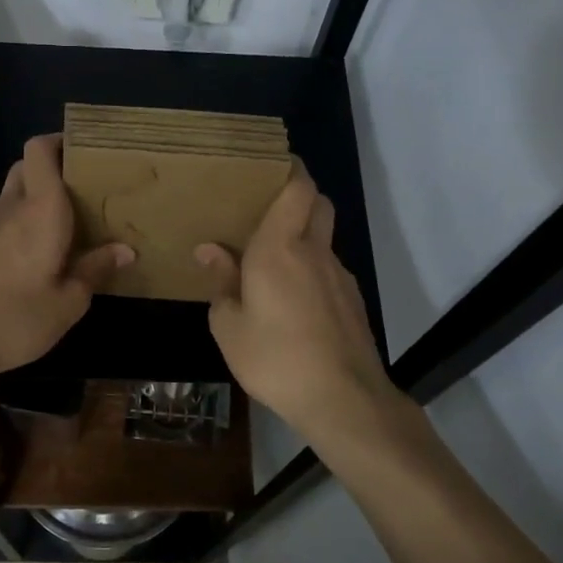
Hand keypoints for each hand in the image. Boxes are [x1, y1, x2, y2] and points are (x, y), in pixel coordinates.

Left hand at [0, 135, 132, 383]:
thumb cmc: (16, 317)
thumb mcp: (69, 302)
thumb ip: (95, 270)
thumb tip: (125, 250)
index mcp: (40, 209)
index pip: (39, 150)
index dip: (60, 141)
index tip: (86, 150)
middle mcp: (11, 208)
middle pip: (27, 167)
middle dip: (54, 168)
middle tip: (84, 190)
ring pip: (14, 193)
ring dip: (38, 197)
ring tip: (70, 222)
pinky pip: (4, 219)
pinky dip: (23, 221)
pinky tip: (41, 253)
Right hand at [196, 166, 397, 440]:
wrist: (343, 399)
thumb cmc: (275, 358)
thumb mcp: (229, 327)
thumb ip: (221, 283)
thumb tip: (210, 251)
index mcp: (280, 248)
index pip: (297, 187)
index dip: (289, 168)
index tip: (270, 163)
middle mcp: (314, 251)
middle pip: (318, 203)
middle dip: (298, 195)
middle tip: (266, 208)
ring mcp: (340, 275)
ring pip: (324, 238)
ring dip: (304, 236)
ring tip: (274, 261)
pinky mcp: (353, 300)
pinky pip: (329, 269)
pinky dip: (313, 269)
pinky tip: (294, 300)